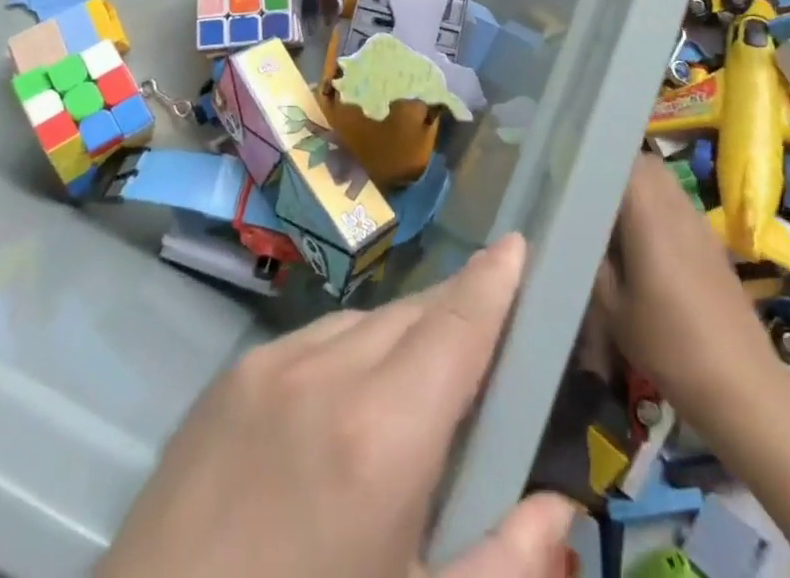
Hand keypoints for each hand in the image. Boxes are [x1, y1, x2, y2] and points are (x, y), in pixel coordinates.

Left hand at [99, 233, 576, 577]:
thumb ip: (501, 565)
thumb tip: (558, 504)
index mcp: (383, 436)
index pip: (456, 326)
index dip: (494, 281)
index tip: (518, 245)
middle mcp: (327, 372)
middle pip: (414, 314)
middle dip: (457, 311)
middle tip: (489, 331)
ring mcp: (271, 363)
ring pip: (364, 322)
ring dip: (401, 337)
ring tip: (415, 386)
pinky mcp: (231, 374)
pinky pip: (313, 339)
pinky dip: (348, 353)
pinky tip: (343, 407)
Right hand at [592, 155, 784, 431]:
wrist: (744, 389)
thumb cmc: (670, 347)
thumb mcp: (613, 309)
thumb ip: (593, 260)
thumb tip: (577, 228)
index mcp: (649, 215)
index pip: (623, 159)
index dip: (596, 157)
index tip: (571, 170)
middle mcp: (677, 208)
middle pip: (646, 165)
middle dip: (616, 169)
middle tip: (588, 194)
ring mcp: (700, 224)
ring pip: (665, 184)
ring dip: (639, 190)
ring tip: (612, 219)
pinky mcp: (713, 244)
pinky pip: (679, 206)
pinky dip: (658, 210)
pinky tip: (645, 246)